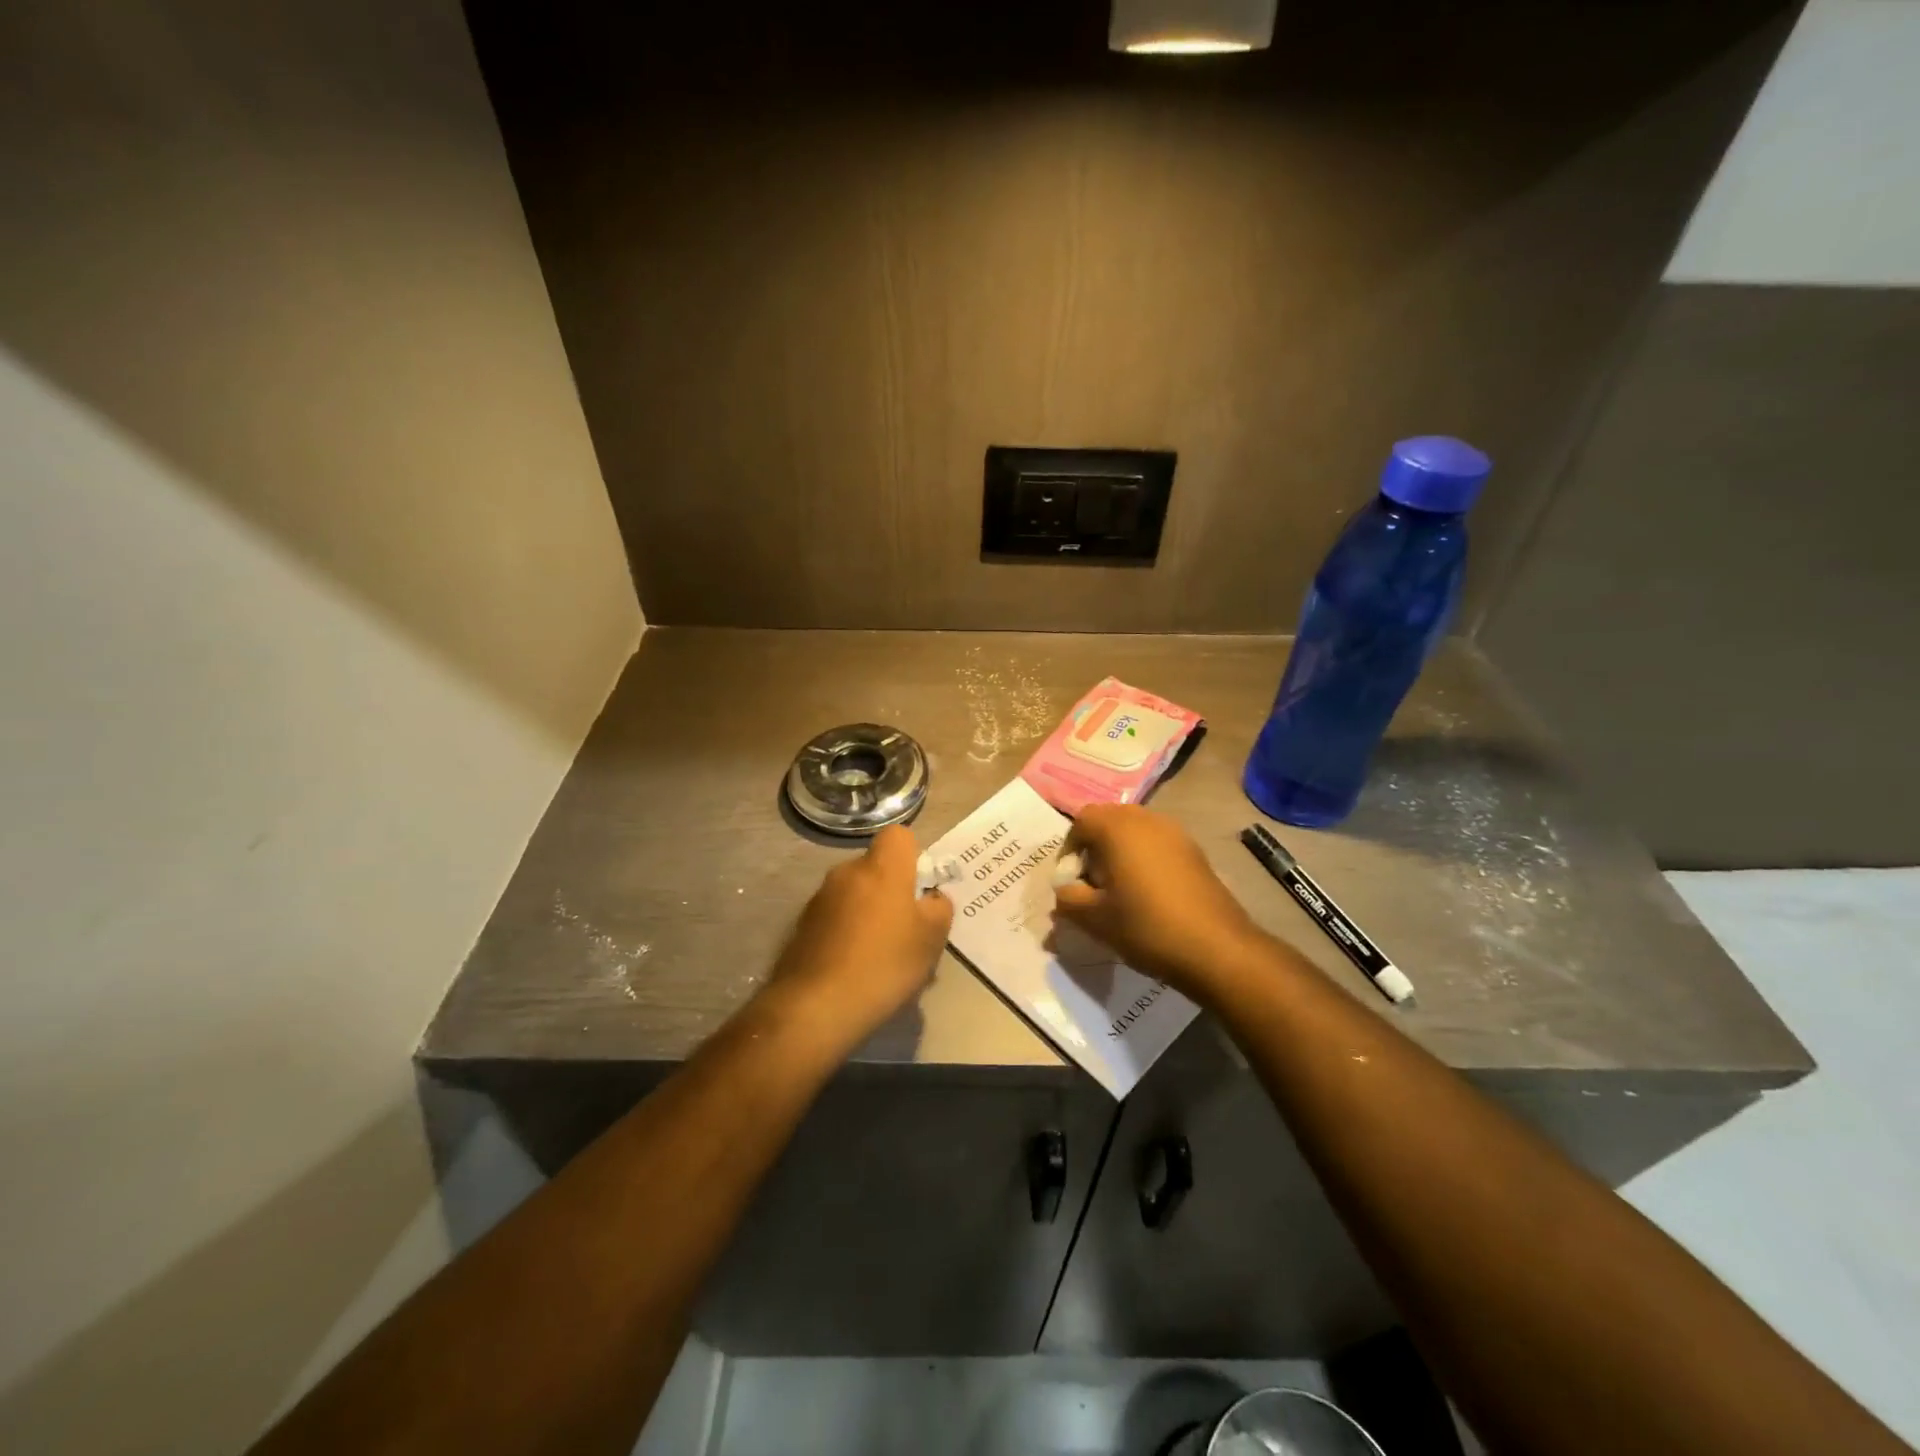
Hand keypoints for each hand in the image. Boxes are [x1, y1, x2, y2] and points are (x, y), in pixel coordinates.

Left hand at [763, 825, 953, 1053]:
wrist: (816, 1007)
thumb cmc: (884, 964)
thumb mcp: (931, 939)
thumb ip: (939, 908)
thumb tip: (931, 899)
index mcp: (881, 867)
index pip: (899, 835)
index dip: (913, 856)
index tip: (920, 889)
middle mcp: (847, 872)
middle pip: (876, 867)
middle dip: (891, 890)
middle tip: (906, 930)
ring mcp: (820, 898)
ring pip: (855, 894)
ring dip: (868, 913)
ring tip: (880, 957)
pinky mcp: (802, 925)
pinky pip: (835, 917)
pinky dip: (846, 932)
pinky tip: (854, 968)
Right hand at [1054, 804, 1265, 999]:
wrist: (1217, 948)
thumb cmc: (1146, 926)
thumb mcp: (1094, 919)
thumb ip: (1067, 899)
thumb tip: (1064, 891)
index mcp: (1117, 827)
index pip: (1081, 821)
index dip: (1069, 849)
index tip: (1072, 882)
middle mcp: (1146, 819)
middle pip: (1109, 821)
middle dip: (1095, 848)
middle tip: (1093, 884)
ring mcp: (1175, 833)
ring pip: (1135, 832)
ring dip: (1121, 853)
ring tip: (1120, 891)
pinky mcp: (1195, 851)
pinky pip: (1158, 844)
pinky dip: (1145, 860)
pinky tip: (1149, 895)